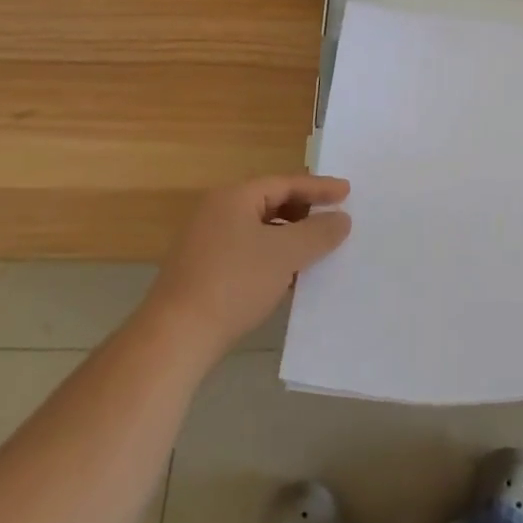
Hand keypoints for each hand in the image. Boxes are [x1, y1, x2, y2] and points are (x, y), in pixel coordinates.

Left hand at [148, 175, 351, 361]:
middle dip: (304, 213)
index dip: (319, 188)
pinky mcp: (201, 273)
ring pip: (259, 231)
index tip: (347, 192)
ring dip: (289, 239)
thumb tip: (341, 219)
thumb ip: (318, 232)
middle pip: (270, 203)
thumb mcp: (285, 254)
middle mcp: (217, 212)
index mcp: (234, 197)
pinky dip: (271, 259)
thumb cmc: (234, 283)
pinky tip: (287, 280)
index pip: (285, 183)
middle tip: (333, 220)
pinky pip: (247, 253)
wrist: (174, 339)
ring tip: (316, 253)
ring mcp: (205, 243)